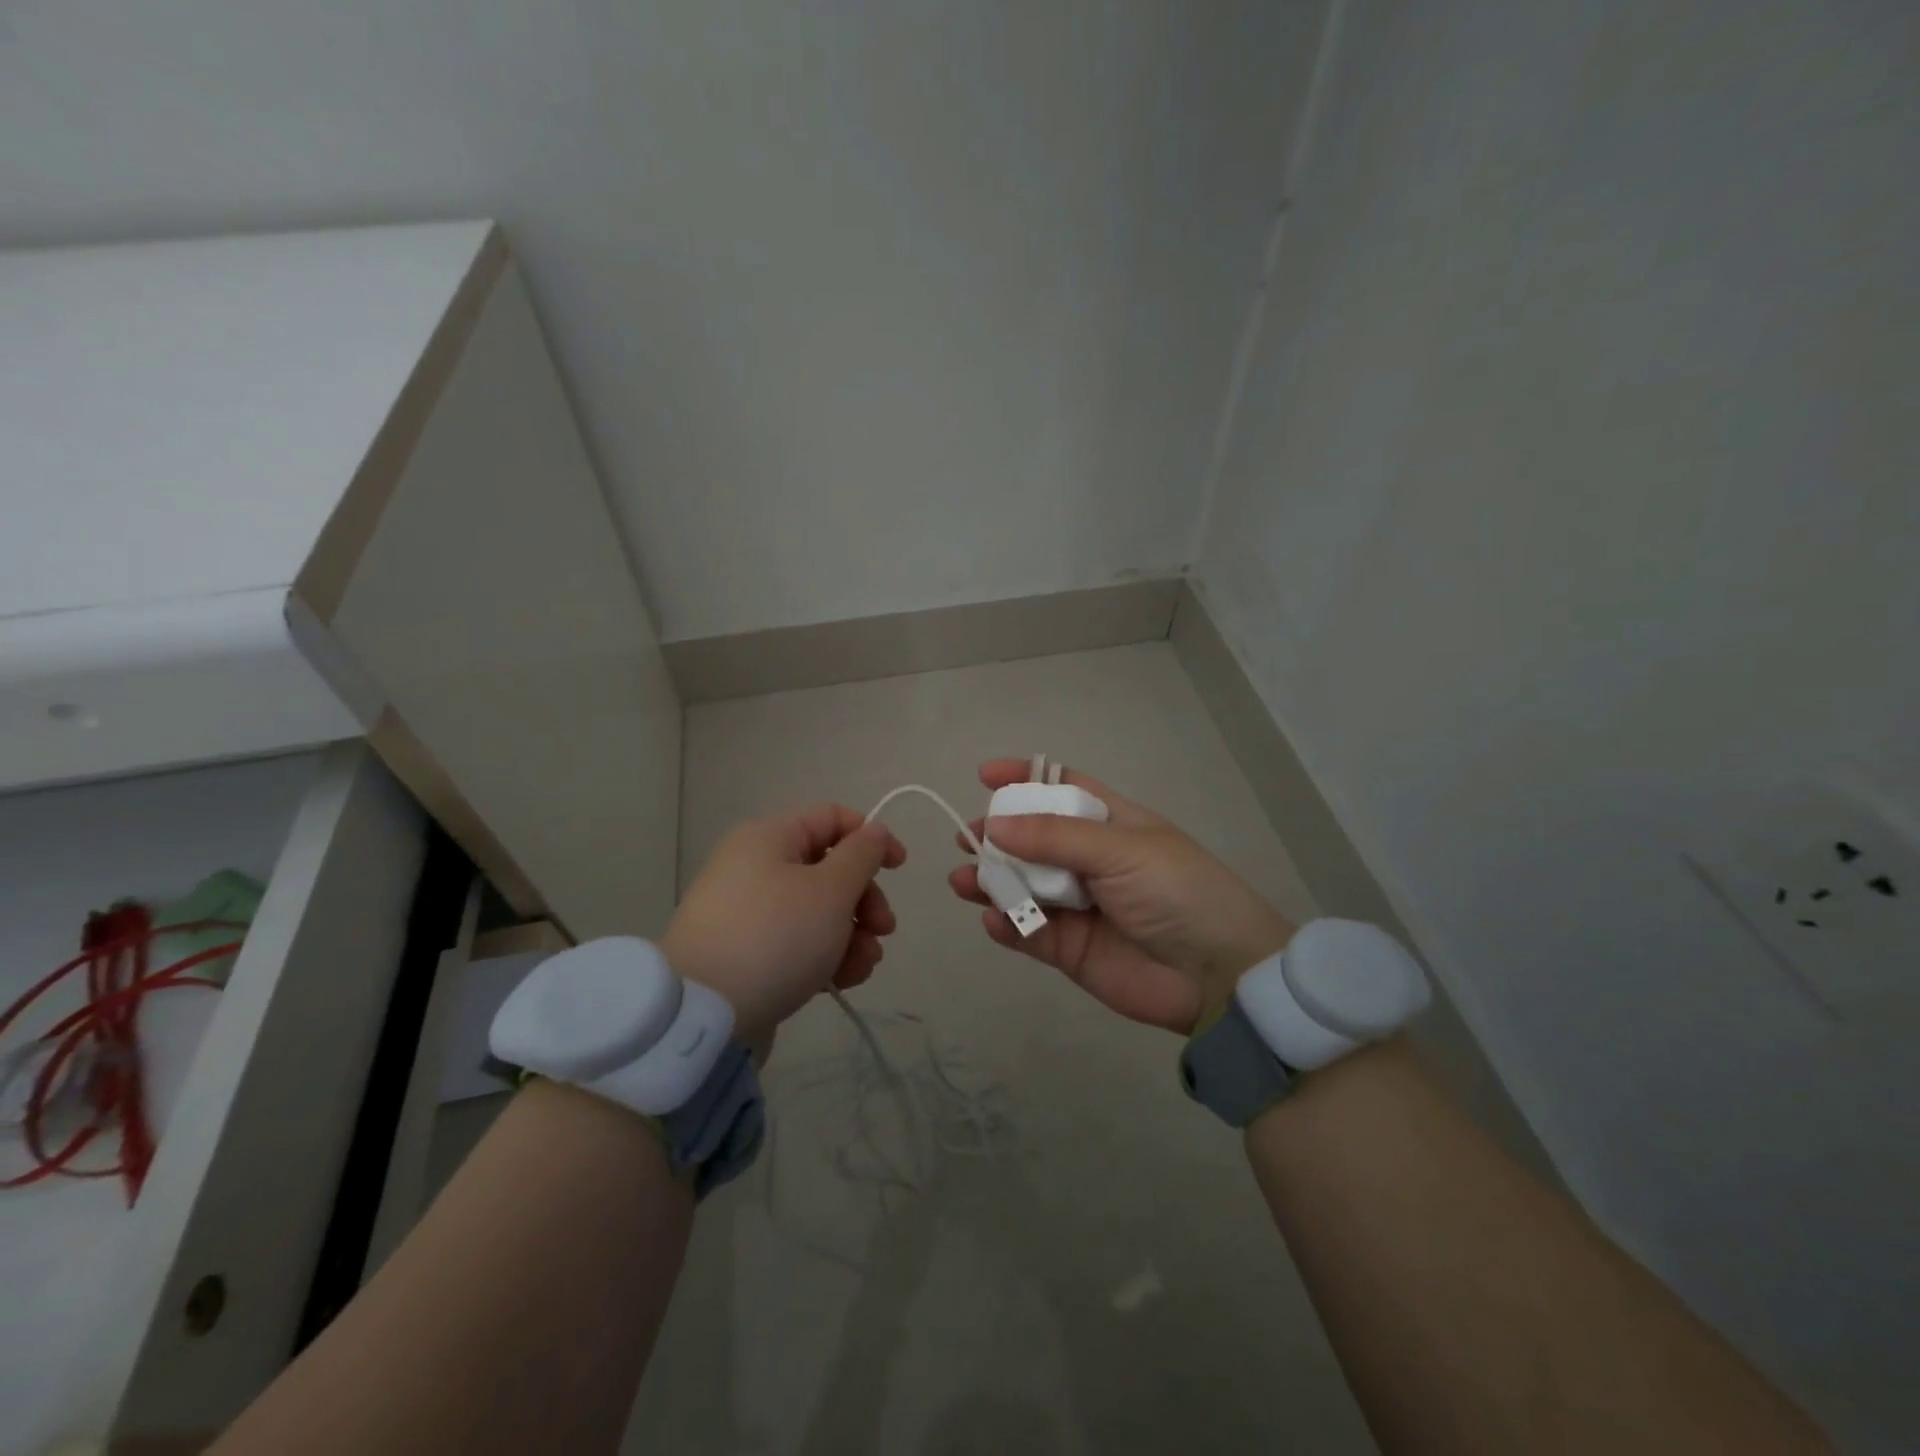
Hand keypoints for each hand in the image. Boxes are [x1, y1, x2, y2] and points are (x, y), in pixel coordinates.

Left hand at [664, 805, 905, 1042]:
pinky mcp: (746, 952)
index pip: (832, 818)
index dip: (872, 838)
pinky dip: (825, 955)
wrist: (701, 1015)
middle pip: (829, 868)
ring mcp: (748, 911)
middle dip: (865, 899)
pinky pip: (797, 941)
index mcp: (770, 837)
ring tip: (862, 967)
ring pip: (818, 910)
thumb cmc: (775, 937)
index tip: (900, 868)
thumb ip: (861, 855)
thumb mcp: (830, 891)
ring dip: (852, 934)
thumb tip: (873, 831)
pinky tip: (841, 981)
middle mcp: (756, 866)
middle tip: (883, 930)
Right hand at [948, 760, 1292, 1033]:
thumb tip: (994, 824)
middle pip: (1032, 840)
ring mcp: (1079, 906)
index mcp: (1111, 824)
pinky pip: (1029, 932)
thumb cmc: (1177, 892)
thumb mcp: (1120, 850)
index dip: (1025, 778)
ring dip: (992, 882)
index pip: (1062, 789)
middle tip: (966, 839)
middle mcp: (1091, 861)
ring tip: (964, 881)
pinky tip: (995, 921)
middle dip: (997, 836)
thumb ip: (1054, 838)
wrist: (1218, 975)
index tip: (985, 775)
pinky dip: (1007, 925)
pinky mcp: (1070, 950)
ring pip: (1023, 887)